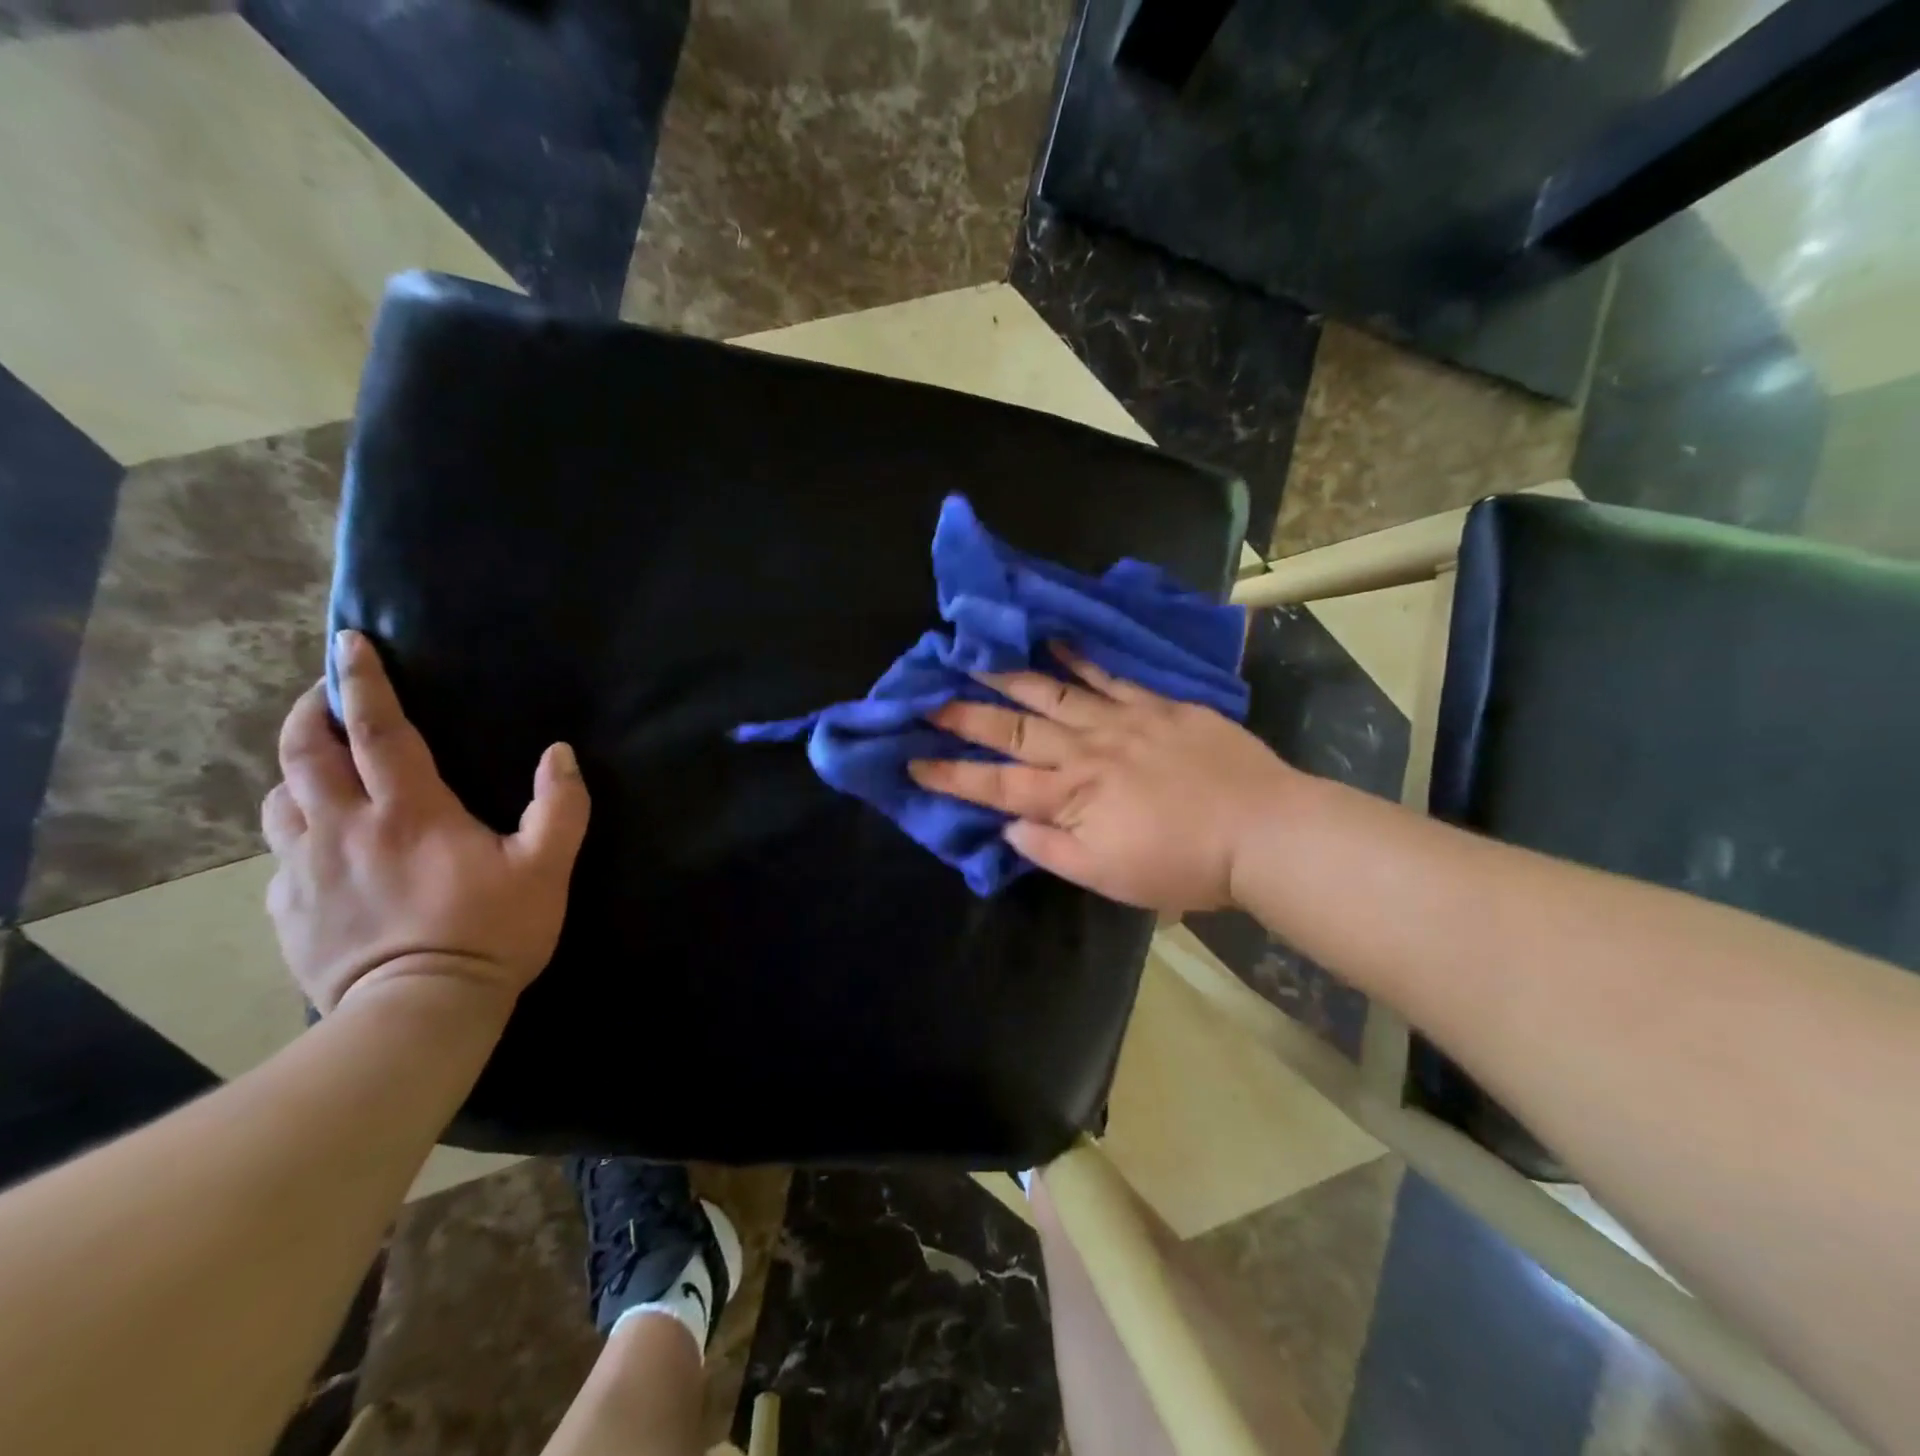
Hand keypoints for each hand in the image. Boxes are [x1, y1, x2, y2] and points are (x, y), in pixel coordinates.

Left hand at [261, 630, 590, 1014]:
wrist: (419, 1013)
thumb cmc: (490, 933)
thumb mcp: (547, 868)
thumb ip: (561, 807)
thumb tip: (560, 753)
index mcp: (409, 811)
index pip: (375, 729)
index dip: (361, 681)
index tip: (348, 643)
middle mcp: (344, 827)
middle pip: (305, 752)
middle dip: (309, 712)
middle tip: (325, 695)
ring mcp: (306, 868)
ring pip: (280, 798)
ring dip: (296, 769)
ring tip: (320, 765)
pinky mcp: (288, 907)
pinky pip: (280, 852)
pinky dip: (296, 829)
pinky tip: (320, 842)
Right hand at [908, 647, 1293, 911]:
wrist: (1262, 831)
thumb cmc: (1182, 865)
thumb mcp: (1108, 877)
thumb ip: (1051, 850)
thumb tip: (1008, 826)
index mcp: (1070, 798)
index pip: (996, 785)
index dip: (951, 774)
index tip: (911, 758)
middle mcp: (1085, 753)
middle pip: (1014, 732)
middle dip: (966, 716)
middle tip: (927, 697)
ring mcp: (1122, 723)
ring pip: (1054, 695)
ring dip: (1011, 677)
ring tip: (975, 658)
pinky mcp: (1158, 706)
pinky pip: (1111, 677)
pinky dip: (1082, 659)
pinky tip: (1057, 640)